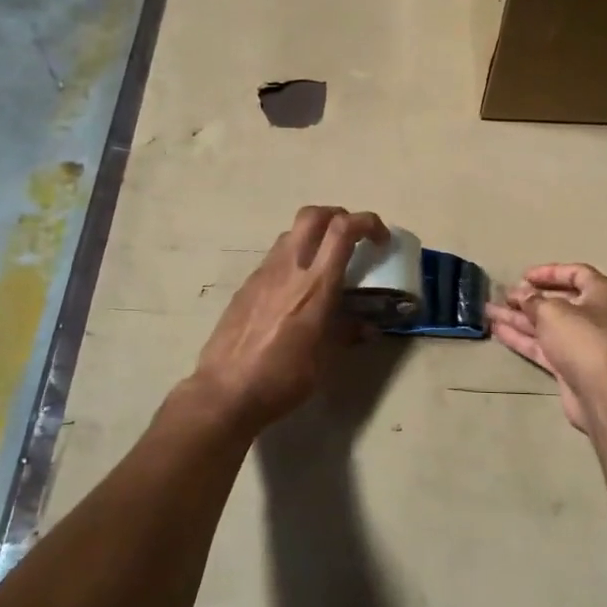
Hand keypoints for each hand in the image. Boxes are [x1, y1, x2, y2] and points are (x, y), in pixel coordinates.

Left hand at [191, 206, 387, 432]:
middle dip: (338, 216)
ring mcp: (263, 274)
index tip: (381, 239)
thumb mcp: (325, 359)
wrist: (225, 391)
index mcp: (315, 285)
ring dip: (314, 236)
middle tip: (352, 238)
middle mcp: (289, 268)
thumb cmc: (283, 378)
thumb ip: (347, 333)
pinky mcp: (247, 285)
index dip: (367, 222)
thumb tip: (367, 327)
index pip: (343, 229)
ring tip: (325, 264)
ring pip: (292, 233)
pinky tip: (296, 291)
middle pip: (313, 215)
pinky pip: (275, 258)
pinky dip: (294, 259)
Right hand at [486, 264, 606, 434]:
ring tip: (489, 311)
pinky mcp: (570, 367)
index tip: (523, 276)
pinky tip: (498, 331)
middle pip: (559, 301)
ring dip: (519, 318)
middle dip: (529, 298)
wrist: (606, 395)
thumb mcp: (553, 312)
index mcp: (601, 294)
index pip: (577, 273)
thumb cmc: (584, 340)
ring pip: (546, 326)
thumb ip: (533, 300)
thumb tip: (522, 294)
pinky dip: (522, 339)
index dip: (550, 272)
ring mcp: (582, 344)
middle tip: (503, 295)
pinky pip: (543, 347)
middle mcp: (595, 316)